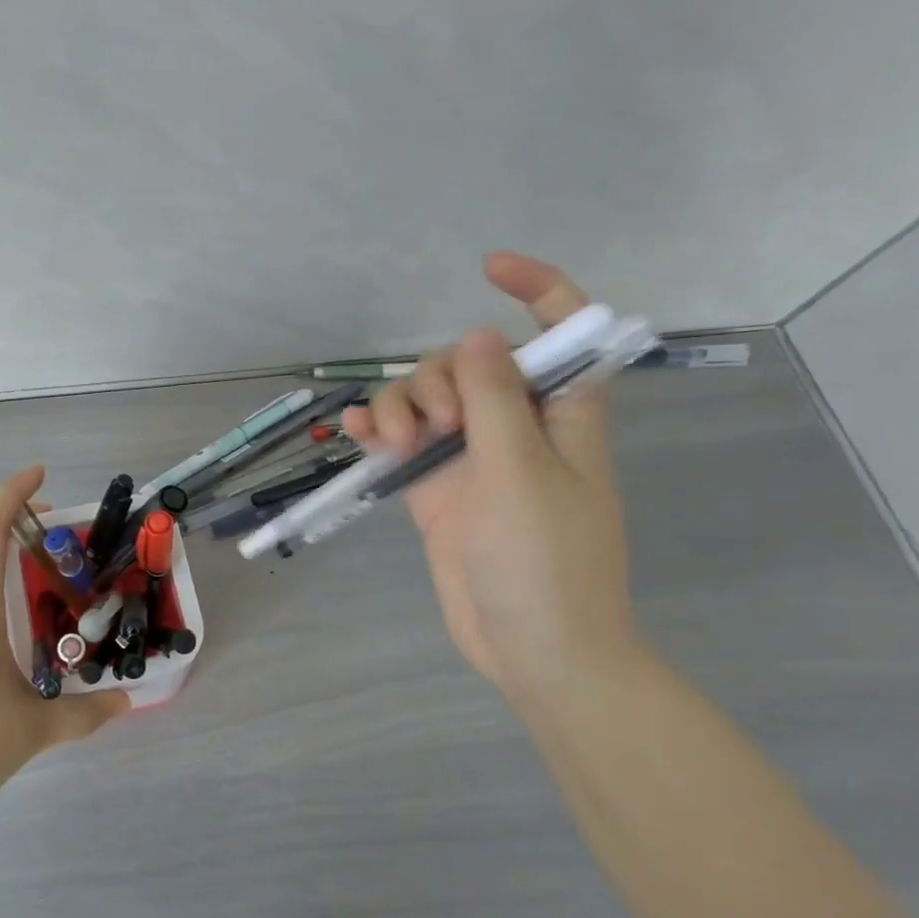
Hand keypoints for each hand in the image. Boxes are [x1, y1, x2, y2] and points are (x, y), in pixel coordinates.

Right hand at [342, 253, 641, 694]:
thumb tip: (477, 335)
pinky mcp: (436, 486)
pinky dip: (378, 431)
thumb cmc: (546, 560)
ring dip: (400, 407)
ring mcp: (471, 457)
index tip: (488, 268)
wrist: (533, 649)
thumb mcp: (521, 472)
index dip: (539, 290)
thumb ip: (494, 400)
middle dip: (439, 378)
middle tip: (435, 427)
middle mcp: (515, 426)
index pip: (562, 333)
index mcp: (560, 413)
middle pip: (468, 364)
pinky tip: (355, 435)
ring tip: (392, 445)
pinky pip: (402, 440)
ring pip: (427, 400)